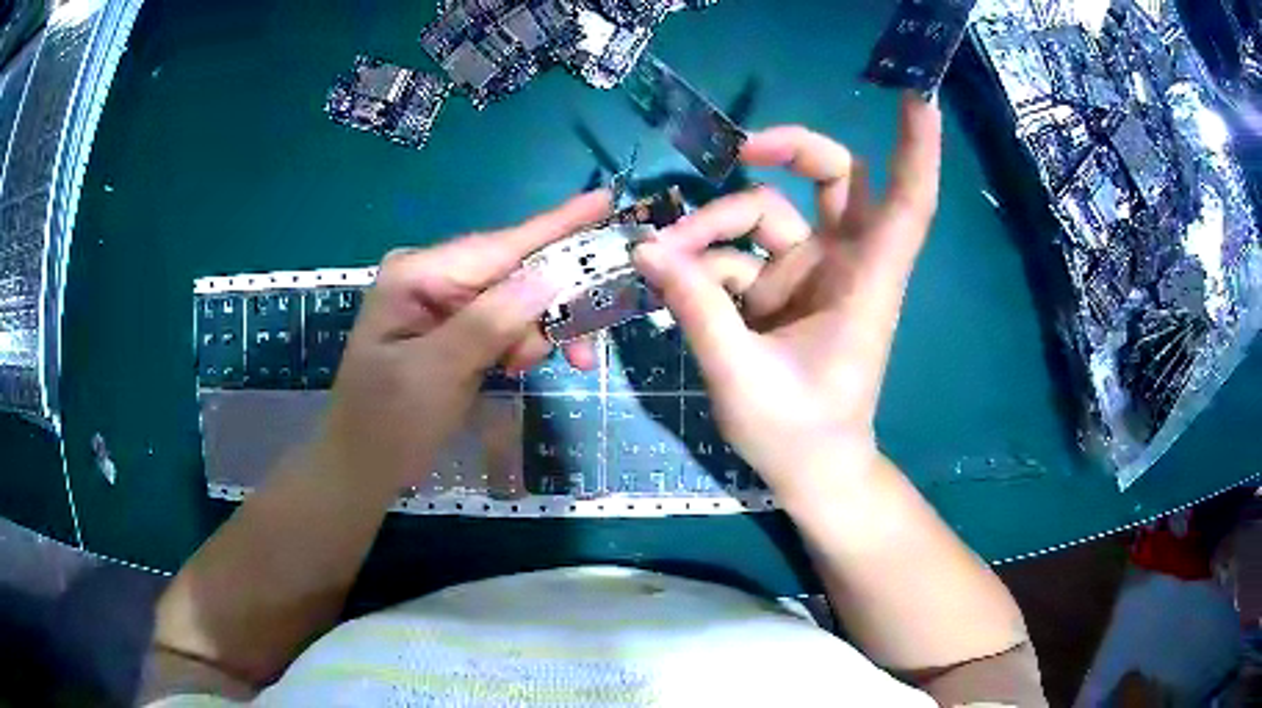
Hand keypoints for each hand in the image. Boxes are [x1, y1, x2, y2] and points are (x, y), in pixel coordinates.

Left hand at [318, 191, 609, 487]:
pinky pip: (504, 323)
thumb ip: (488, 323)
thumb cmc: (387, 424)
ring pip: (516, 301)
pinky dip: (521, 344)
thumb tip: (550, 274)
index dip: (557, 225)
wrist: (362, 466)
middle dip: (553, 304)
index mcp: (417, 275)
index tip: (605, 200)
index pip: (500, 246)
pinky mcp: (453, 328)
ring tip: (532, 369)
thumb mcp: (435, 374)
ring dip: (537, 333)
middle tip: (584, 348)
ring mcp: (442, 302)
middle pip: (514, 272)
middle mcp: (432, 277)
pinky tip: (516, 367)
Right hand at [633, 96, 939, 503]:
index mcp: (865, 283)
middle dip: (791, 150)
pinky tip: (671, 283)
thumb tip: (647, 249)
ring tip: (665, 262)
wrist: (812, 473)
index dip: (917, 150)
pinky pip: (737, 254)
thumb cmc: (799, 435)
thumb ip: (697, 309)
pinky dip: (703, 263)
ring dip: (713, 227)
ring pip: (765, 213)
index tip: (918, 98)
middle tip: (740, 151)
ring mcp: (809, 273)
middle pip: (834, 176)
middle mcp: (843, 264)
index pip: (906, 203)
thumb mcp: (742, 376)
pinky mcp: (779, 288)